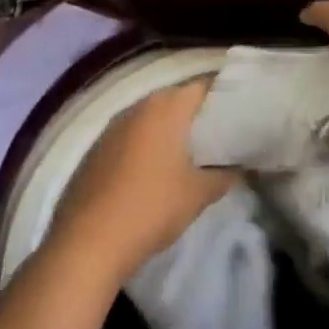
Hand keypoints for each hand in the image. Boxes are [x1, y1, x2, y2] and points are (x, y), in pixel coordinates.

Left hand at [46, 79, 235, 285]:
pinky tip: (155, 170)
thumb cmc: (153, 206)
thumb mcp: (199, 193)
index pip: (203, 85)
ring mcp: (111, 128)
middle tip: (220, 133)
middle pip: (175, 98)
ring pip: (150, 118)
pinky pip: (130, 137)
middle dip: (196, 113)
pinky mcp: (94, 151)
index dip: (224, 95)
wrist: (88, 243)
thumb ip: (225, 175)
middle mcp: (137, 107)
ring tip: (190, 151)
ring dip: (169, 130)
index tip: (240, 110)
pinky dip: (146, 145)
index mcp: (166, 108)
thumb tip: (239, 168)